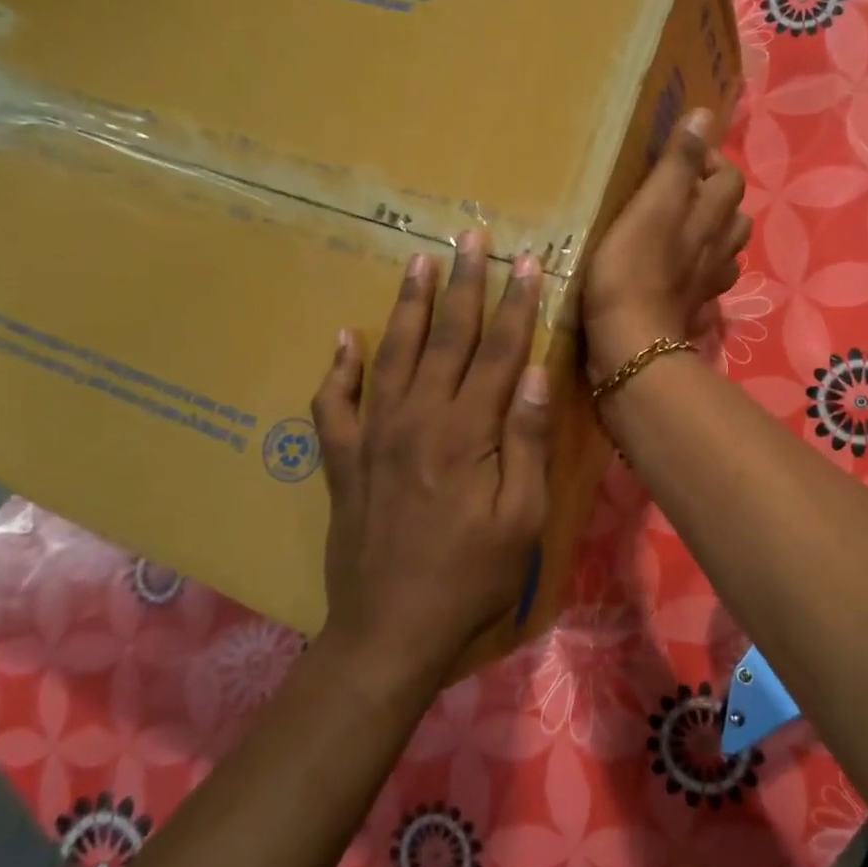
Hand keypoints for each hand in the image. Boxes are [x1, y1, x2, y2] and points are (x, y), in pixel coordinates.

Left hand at [310, 231, 550, 672]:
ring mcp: (373, 437)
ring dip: (410, 306)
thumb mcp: (520, 518)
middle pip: (447, 338)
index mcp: (466, 433)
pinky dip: (338, 369)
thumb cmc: (471, 577)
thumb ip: (525, 442)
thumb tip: (534, 374)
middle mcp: (417, 420)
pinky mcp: (343, 461)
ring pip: (393, 354)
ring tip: (420, 261)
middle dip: (465, 284)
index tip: (527, 262)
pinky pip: (333, 404)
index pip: (498, 352)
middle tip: (472, 235)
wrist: (392, 630)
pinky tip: (345, 338)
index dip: (516, 305)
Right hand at [584, 108, 750, 382]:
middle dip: (714, 197)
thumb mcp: (652, 205)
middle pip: (735, 214)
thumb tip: (704, 115)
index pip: (728, 176)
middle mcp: (719, 249)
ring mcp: (708, 283)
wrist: (631, 343)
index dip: (708, 161)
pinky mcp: (692, 310)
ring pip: (725, 250)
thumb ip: (679, 162)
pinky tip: (679, 271)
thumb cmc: (633, 270)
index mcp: (711, 218)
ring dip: (711, 234)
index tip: (675, 159)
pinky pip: (707, 282)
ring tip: (680, 228)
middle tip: (677, 193)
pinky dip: (699, 271)